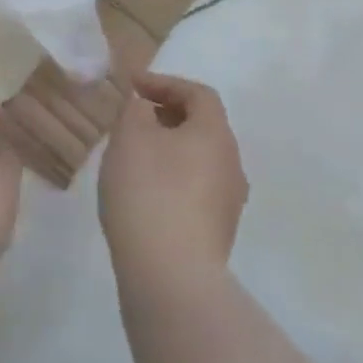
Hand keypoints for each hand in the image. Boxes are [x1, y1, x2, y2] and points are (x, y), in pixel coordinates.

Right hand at [99, 73, 248, 286]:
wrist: (170, 280)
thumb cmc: (149, 192)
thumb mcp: (130, 136)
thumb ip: (136, 110)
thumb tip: (146, 109)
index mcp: (216, 134)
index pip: (198, 94)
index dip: (165, 83)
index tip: (133, 86)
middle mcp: (232, 165)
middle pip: (202, 127)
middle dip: (167, 116)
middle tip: (133, 119)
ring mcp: (228, 205)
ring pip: (198, 161)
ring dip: (168, 151)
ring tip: (133, 157)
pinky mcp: (216, 237)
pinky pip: (194, 192)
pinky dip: (171, 181)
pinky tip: (143, 194)